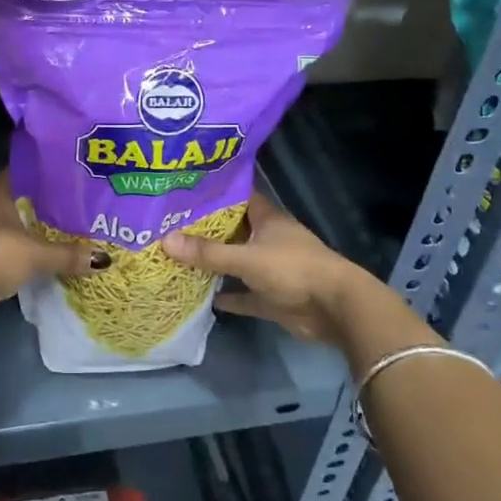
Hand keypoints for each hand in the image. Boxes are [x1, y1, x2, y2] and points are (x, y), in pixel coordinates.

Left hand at [0, 172, 109, 318]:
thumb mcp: (37, 255)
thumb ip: (68, 255)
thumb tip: (104, 260)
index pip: (22, 173)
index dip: (44, 175)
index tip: (67, 180)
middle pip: (13, 200)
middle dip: (37, 206)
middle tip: (67, 210)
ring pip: (2, 224)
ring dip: (21, 231)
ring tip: (52, 235)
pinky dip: (9, 251)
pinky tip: (27, 259)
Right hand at [160, 194, 366, 343]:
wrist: (335, 309)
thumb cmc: (293, 269)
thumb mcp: (247, 258)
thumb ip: (208, 252)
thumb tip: (165, 241)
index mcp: (266, 218)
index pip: (236, 197)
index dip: (211, 193)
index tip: (181, 191)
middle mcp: (267, 239)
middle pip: (231, 230)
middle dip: (203, 230)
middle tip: (167, 225)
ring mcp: (270, 269)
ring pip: (235, 263)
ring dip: (213, 264)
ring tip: (176, 258)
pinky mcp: (272, 297)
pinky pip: (243, 294)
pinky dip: (227, 296)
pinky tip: (201, 297)